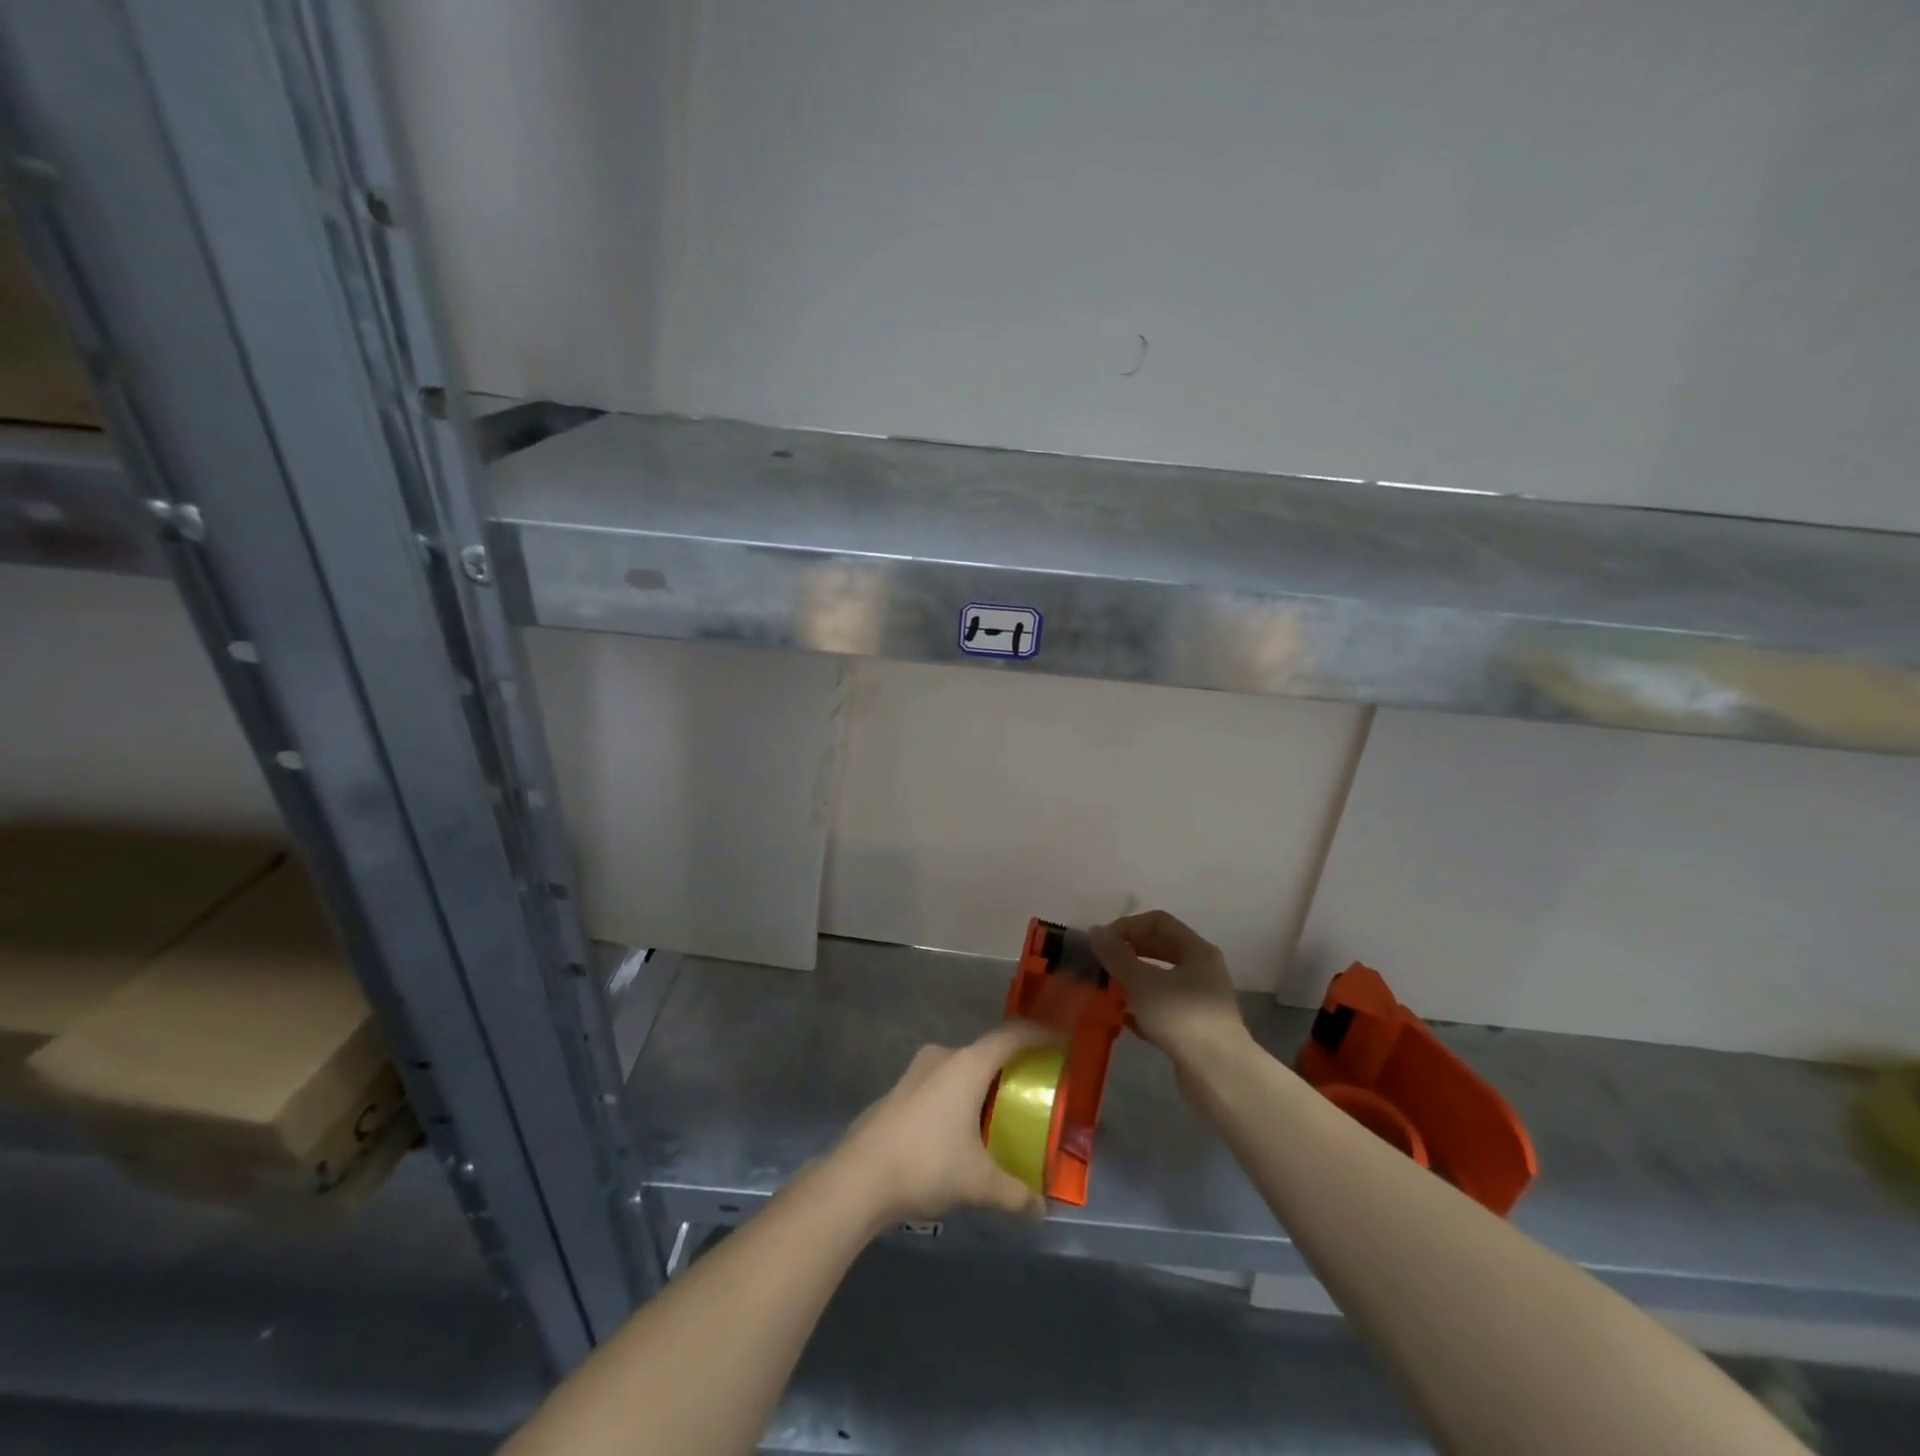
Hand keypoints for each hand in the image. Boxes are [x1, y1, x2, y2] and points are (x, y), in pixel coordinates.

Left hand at [830, 1020, 1057, 1226]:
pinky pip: (942, 1083)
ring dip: (983, 1084)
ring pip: (961, 1068)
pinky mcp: (901, 1091)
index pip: (1012, 1036)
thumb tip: (1041, 1210)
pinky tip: (964, 1129)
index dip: (1039, 1035)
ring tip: (1002, 1112)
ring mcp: (917, 1072)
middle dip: (1012, 1066)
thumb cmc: (927, 1164)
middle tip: (1035, 1087)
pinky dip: (961, 1096)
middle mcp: (943, 1057)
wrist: (858, 1177)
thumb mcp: (978, 1183)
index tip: (1062, 1041)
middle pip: (987, 1051)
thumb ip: (1015, 1193)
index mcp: (967, 1064)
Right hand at [1089, 911, 1248, 1067]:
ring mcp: (1200, 1000)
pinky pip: (1163, 1008)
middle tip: (1101, 964)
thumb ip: (1116, 955)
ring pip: (1160, 980)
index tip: (1102, 943)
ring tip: (1106, 990)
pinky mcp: (1194, 1028)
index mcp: (1196, 950)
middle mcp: (1202, 970)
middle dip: (1128, 953)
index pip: (1158, 921)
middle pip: (1160, 949)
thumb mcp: (1142, 981)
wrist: (1219, 1074)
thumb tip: (1095, 931)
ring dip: (1132, 982)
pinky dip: (1142, 1009)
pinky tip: (1121, 1018)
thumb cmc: (1181, 1017)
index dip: (1128, 926)